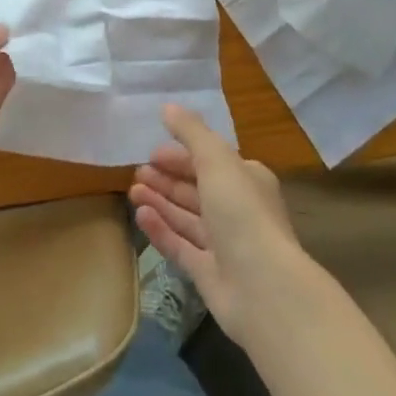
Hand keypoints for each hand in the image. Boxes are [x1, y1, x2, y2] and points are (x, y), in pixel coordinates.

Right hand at [129, 104, 307, 343]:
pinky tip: (140, 216)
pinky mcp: (209, 273)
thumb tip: (167, 107)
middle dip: (167, 179)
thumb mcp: (216, 160)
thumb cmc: (242, 212)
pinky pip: (180, 245)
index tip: (152, 153)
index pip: (209, 160)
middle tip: (137, 172)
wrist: (263, 288)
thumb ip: (191, 132)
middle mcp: (237, 209)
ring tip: (132, 191)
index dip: (181, 155)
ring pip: (186, 217)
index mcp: (246, 179)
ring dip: (161, 202)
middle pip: (196, 189)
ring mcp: (223, 243)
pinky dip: (161, 230)